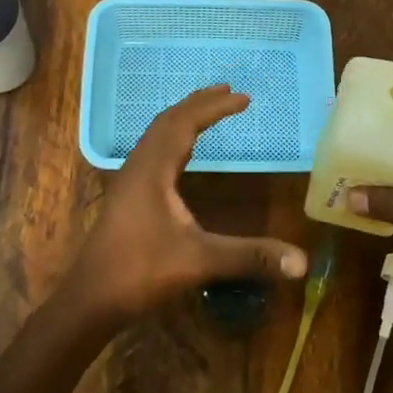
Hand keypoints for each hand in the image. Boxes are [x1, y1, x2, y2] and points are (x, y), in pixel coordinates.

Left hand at [57, 86, 308, 326]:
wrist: (90, 300)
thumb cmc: (140, 273)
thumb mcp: (199, 262)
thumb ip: (249, 256)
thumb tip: (301, 261)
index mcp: (152, 170)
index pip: (184, 123)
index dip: (214, 107)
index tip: (244, 98)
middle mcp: (138, 167)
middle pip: (167, 121)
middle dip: (198, 104)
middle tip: (227, 92)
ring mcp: (129, 181)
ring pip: (155, 135)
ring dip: (182, 118)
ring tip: (207, 112)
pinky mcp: (127, 197)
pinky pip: (151, 152)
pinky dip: (172, 139)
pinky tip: (182, 155)